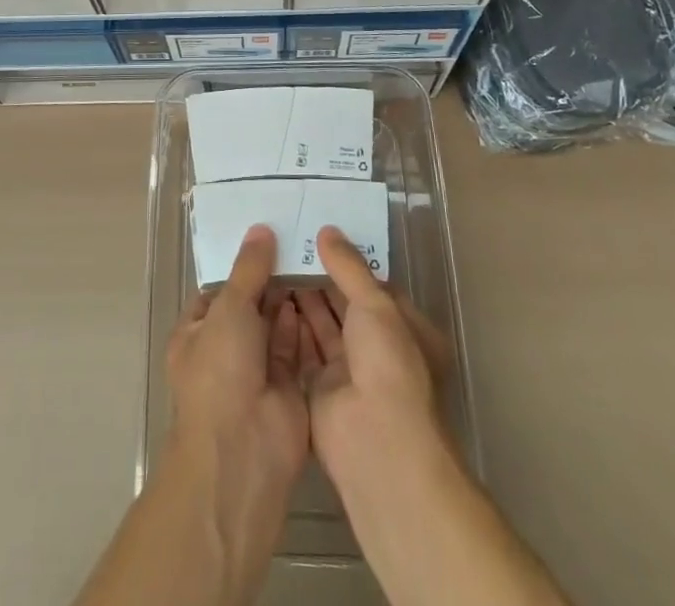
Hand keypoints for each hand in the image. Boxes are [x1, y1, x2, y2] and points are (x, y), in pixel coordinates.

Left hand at [165, 223, 309, 494]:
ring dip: (288, 297)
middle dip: (269, 279)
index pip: (218, 291)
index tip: (266, 236)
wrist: (243, 452)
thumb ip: (248, 269)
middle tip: (297, 239)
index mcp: (196, 334)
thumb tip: (260, 229)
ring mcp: (255, 371)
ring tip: (311, 255)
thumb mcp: (229, 309)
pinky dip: (304, 322)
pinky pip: (295, 346)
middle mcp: (224, 351)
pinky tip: (319, 290)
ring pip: (273, 325)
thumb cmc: (220, 371)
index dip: (240, 266)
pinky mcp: (287, 386)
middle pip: (249, 306)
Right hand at [295, 226, 455, 490]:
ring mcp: (349, 372)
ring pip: (323, 326)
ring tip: (274, 262)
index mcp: (405, 329)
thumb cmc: (388, 363)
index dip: (349, 262)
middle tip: (289, 244)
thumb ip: (349, 266)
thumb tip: (327, 231)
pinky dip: (289, 325)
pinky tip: (268, 297)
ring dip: (303, 298)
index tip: (320, 234)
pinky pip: (303, 349)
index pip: (374, 287)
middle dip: (321, 278)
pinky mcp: (320, 389)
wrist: (376, 443)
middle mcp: (379, 350)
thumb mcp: (376, 303)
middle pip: (346, 305)